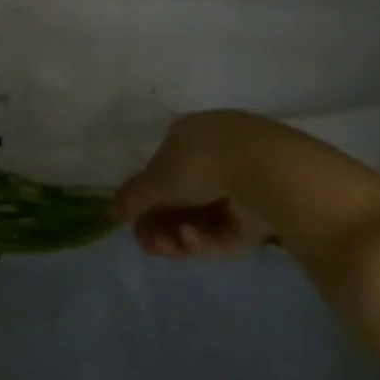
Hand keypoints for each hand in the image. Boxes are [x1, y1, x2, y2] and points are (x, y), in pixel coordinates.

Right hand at [113, 111, 379, 260]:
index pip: (162, 168)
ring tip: (175, 247)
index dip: (146, 198)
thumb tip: (110, 213)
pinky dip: (209, 239)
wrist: (269, 172)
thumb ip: (132, 198)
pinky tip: (199, 241)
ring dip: (182, 235)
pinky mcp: (265, 211)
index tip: (135, 222)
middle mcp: (217, 153)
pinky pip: (228, 230)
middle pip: (181, 197)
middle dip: (162, 224)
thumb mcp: (157, 179)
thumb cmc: (203, 163)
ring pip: (203, 218)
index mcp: (190, 133)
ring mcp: (243, 182)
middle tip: (151, 245)